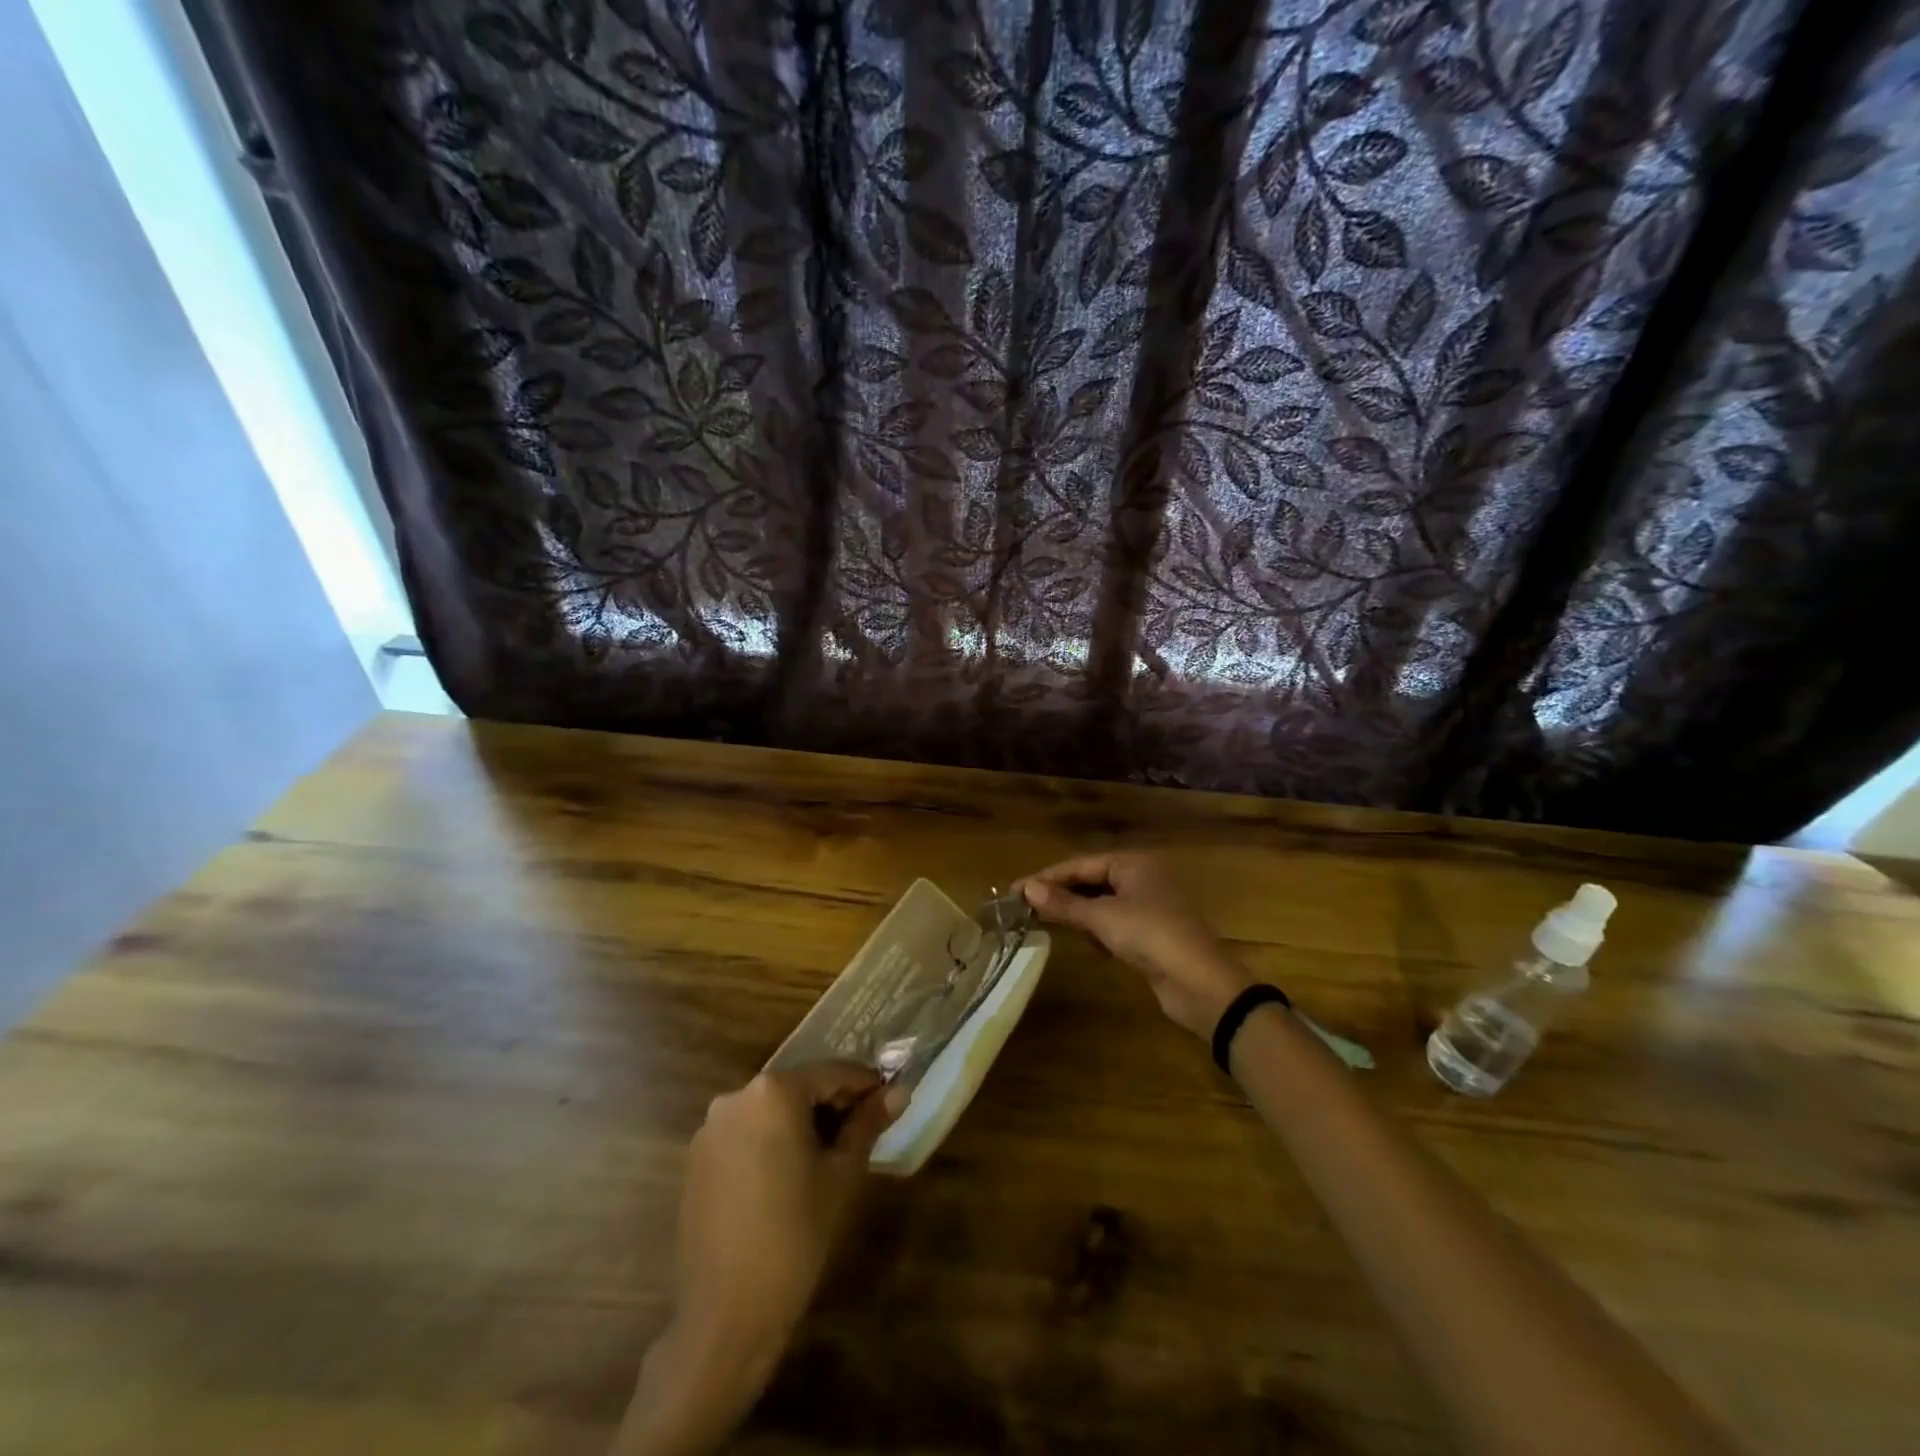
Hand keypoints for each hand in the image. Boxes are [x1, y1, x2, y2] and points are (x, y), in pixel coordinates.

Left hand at [618, 1065, 903, 1455]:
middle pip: (797, 1088)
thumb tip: (900, 1091)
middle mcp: (736, 1097)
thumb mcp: (842, 1175)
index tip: (887, 1100)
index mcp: (774, 1091)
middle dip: (831, 1104)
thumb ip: (868, 1124)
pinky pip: (744, 1135)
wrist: (726, 1316)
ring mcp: (710, 1129)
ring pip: (769, 1112)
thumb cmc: (795, 1236)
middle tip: (861, 1132)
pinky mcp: (695, 1160)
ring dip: (799, 1124)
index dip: (864, 1085)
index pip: (832, 1073)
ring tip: (827, 1157)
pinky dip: (769, 1143)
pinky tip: (786, 1178)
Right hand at [1017, 851, 1251, 1039]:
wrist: (1201, 985)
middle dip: (1061, 895)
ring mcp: (1149, 907)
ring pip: (1102, 904)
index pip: (1081, 864)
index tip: (1015, 890)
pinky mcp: (1152, 934)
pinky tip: (1089, 944)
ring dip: (1078, 914)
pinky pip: (1115, 924)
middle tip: (1025, 908)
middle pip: (1091, 881)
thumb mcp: (1102, 918)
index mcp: (1133, 864)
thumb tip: (1027, 889)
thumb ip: (1064, 903)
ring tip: (1047, 924)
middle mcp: (1142, 878)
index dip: (1047, 877)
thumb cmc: (1151, 936)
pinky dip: (1099, 931)